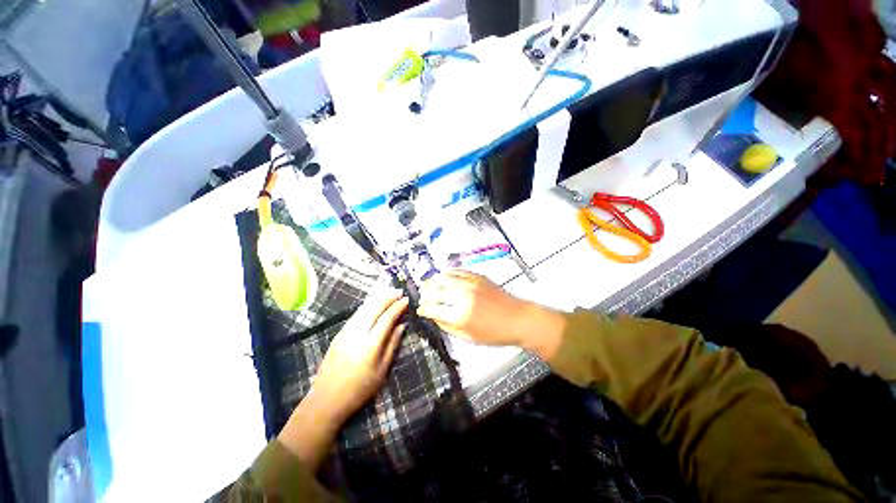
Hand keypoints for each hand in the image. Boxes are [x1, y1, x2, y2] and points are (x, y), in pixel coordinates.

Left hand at [277, 289, 407, 468]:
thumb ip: (392, 345)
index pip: (387, 318)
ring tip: (389, 293)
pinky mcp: (339, 333)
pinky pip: (356, 313)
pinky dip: (368, 305)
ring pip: (364, 308)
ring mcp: (345, 331)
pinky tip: (374, 304)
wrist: (325, 399)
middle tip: (400, 292)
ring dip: (378, 298)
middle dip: (388, 297)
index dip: (398, 307)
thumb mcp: (381, 371)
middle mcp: (357, 333)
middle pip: (374, 307)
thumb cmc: (358, 389)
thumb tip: (402, 326)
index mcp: (370, 345)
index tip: (407, 299)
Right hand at [418, 270, 538, 346]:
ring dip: (433, 281)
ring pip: (443, 277)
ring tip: (428, 284)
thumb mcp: (468, 337)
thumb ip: (447, 326)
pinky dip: (447, 274)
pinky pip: (457, 271)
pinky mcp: (477, 276)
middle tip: (422, 297)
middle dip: (425, 293)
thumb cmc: (495, 333)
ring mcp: (470, 283)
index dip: (423, 309)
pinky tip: (444, 277)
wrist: (518, 319)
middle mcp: (462, 296)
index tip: (420, 310)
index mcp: (459, 315)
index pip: (432, 308)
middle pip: (434, 290)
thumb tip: (434, 316)